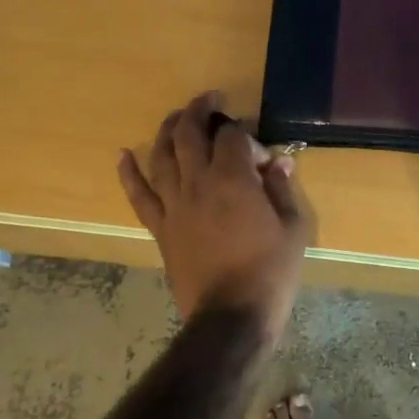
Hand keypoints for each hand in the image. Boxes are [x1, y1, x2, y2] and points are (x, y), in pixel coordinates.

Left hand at [119, 93, 308, 341]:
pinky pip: (139, 195)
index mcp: (233, 179)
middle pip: (189, 134)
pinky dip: (129, 173)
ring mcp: (174, 205)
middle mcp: (198, 183)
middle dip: (199, 110)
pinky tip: (123, 155)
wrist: (230, 318)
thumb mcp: (294, 228)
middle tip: (210, 100)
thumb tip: (280, 163)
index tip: (258, 150)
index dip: (245, 134)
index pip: (232, 136)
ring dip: (167, 129)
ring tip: (176, 116)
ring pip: (162, 155)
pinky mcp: (160, 228)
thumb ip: (283, 190)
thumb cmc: (270, 272)